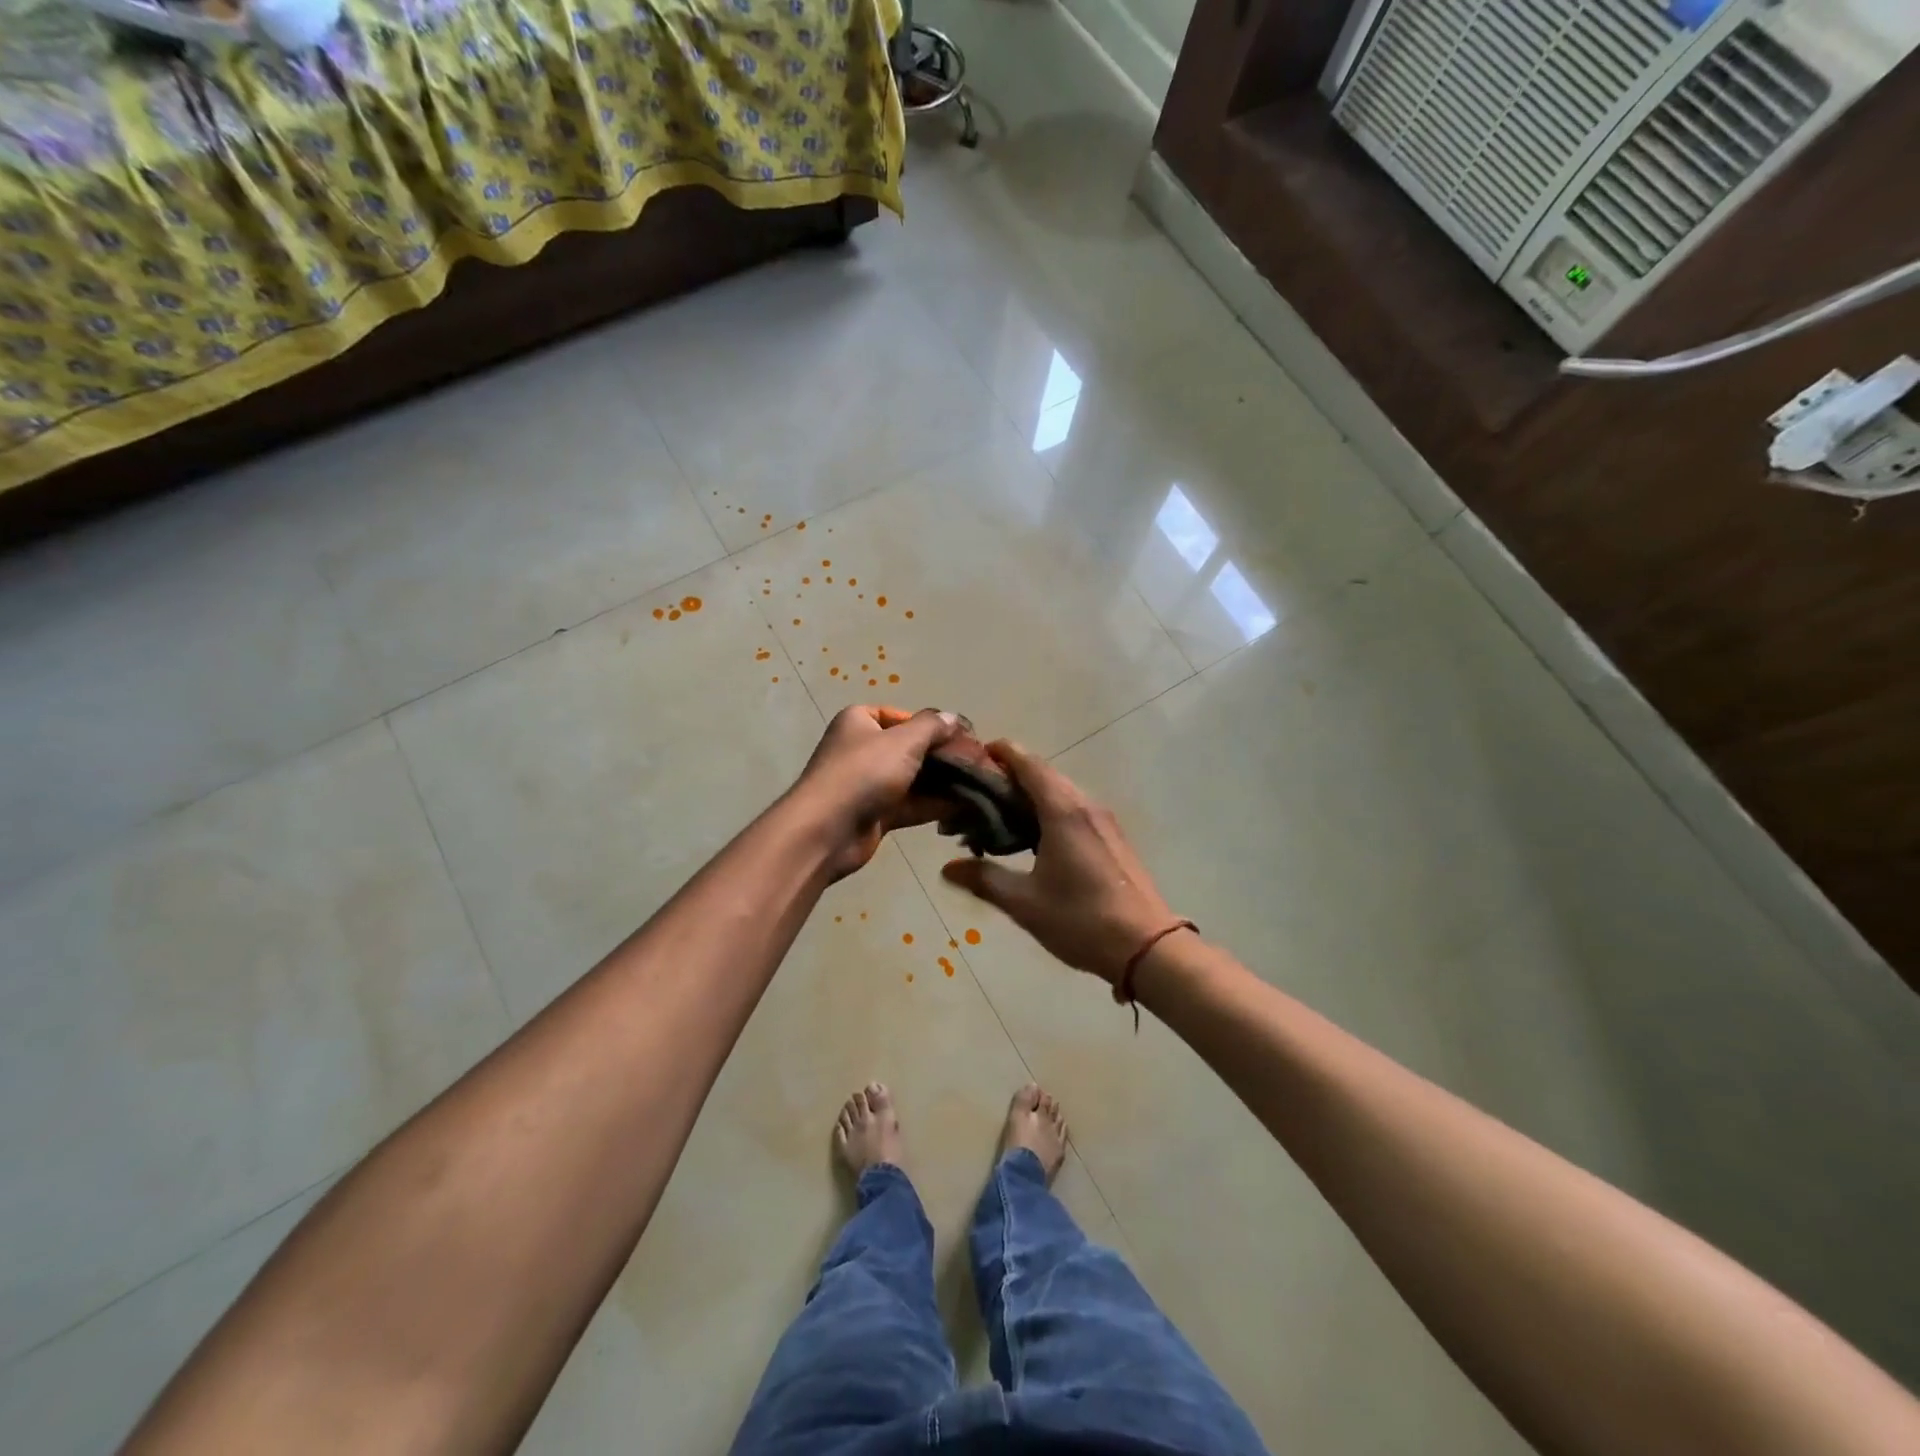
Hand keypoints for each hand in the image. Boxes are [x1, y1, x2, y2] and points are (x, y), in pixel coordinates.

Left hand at [789, 706, 962, 879]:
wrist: (827, 830)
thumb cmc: (863, 773)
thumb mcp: (903, 741)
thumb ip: (933, 727)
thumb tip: (953, 718)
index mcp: (860, 721)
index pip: (905, 717)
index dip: (936, 727)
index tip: (966, 739)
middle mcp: (862, 748)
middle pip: (912, 749)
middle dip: (945, 757)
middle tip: (979, 764)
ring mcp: (868, 783)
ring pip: (914, 779)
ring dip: (944, 783)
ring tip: (980, 785)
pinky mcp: (875, 814)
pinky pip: (911, 804)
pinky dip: (934, 805)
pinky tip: (965, 806)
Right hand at [941, 743, 1178, 983]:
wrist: (1149, 947)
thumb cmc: (1082, 920)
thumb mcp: (1025, 903)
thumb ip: (984, 879)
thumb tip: (946, 868)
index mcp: (1063, 811)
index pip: (1028, 764)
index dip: (1002, 753)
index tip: (976, 753)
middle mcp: (1086, 805)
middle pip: (1044, 776)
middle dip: (1010, 778)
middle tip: (976, 794)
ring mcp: (1104, 821)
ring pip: (1060, 794)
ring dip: (1030, 797)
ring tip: (998, 817)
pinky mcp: (1113, 838)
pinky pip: (1074, 811)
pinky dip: (1048, 812)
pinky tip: (1032, 838)